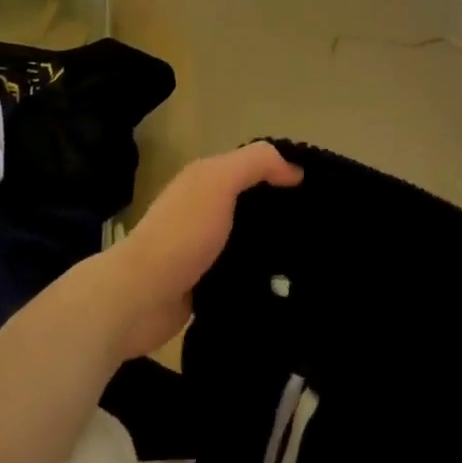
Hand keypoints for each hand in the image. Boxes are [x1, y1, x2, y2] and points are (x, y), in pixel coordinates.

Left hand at [94, 143, 301, 358]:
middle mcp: (207, 208)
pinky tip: (290, 282)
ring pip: (252, 237)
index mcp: (206, 179)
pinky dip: (263, 273)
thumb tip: (296, 170)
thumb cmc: (181, 234)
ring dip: (276, 244)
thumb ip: (256, 164)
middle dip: (285, 210)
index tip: (321, 188)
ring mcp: (207, 247)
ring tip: (315, 255)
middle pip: (255, 202)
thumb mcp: (218, 182)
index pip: (255, 166)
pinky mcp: (208, 283)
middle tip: (323, 224)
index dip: (285, 171)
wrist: (138, 299)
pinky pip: (245, 270)